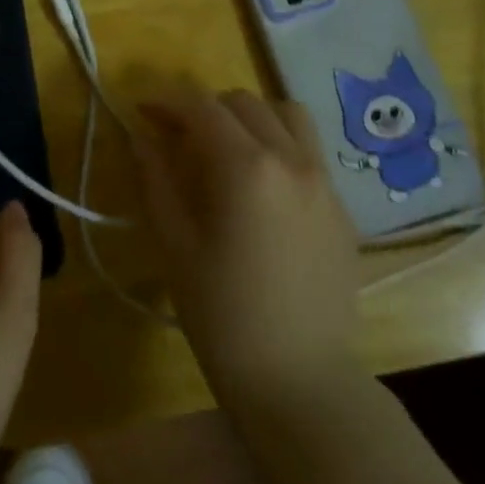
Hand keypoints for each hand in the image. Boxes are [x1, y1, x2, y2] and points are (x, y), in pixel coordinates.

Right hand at [134, 85, 360, 413]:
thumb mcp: (174, 245)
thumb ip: (156, 180)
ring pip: (287, 115)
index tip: (141, 111)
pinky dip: (279, 145)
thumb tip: (142, 137)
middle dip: (205, 109)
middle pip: (244, 103)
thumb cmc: (223, 315)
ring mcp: (325, 182)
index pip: (202, 108)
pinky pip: (309, 151)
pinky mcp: (342, 208)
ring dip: (250, 117)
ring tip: (227, 148)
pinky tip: (261, 188)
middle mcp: (293, 160)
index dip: (166, 102)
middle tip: (177, 138)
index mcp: (247, 167)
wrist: (299, 380)